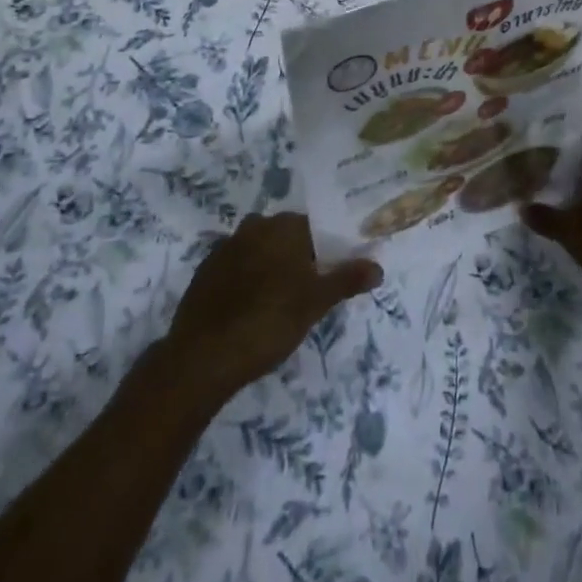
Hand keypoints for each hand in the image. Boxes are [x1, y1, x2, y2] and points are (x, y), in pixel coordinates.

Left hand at [164, 213, 381, 401]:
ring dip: (272, 267)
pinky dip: (247, 279)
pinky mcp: (205, 270)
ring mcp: (226, 246)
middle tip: (310, 291)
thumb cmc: (268, 322)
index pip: (314, 226)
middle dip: (299, 257)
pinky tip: (251, 308)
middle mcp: (254, 226)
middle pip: (286, 236)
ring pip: (260, 249)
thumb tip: (378, 266)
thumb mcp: (315, 304)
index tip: (332, 273)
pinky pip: (237, 266)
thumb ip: (346, 280)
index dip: (326, 249)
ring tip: (281, 303)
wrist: (202, 356)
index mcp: (283, 227)